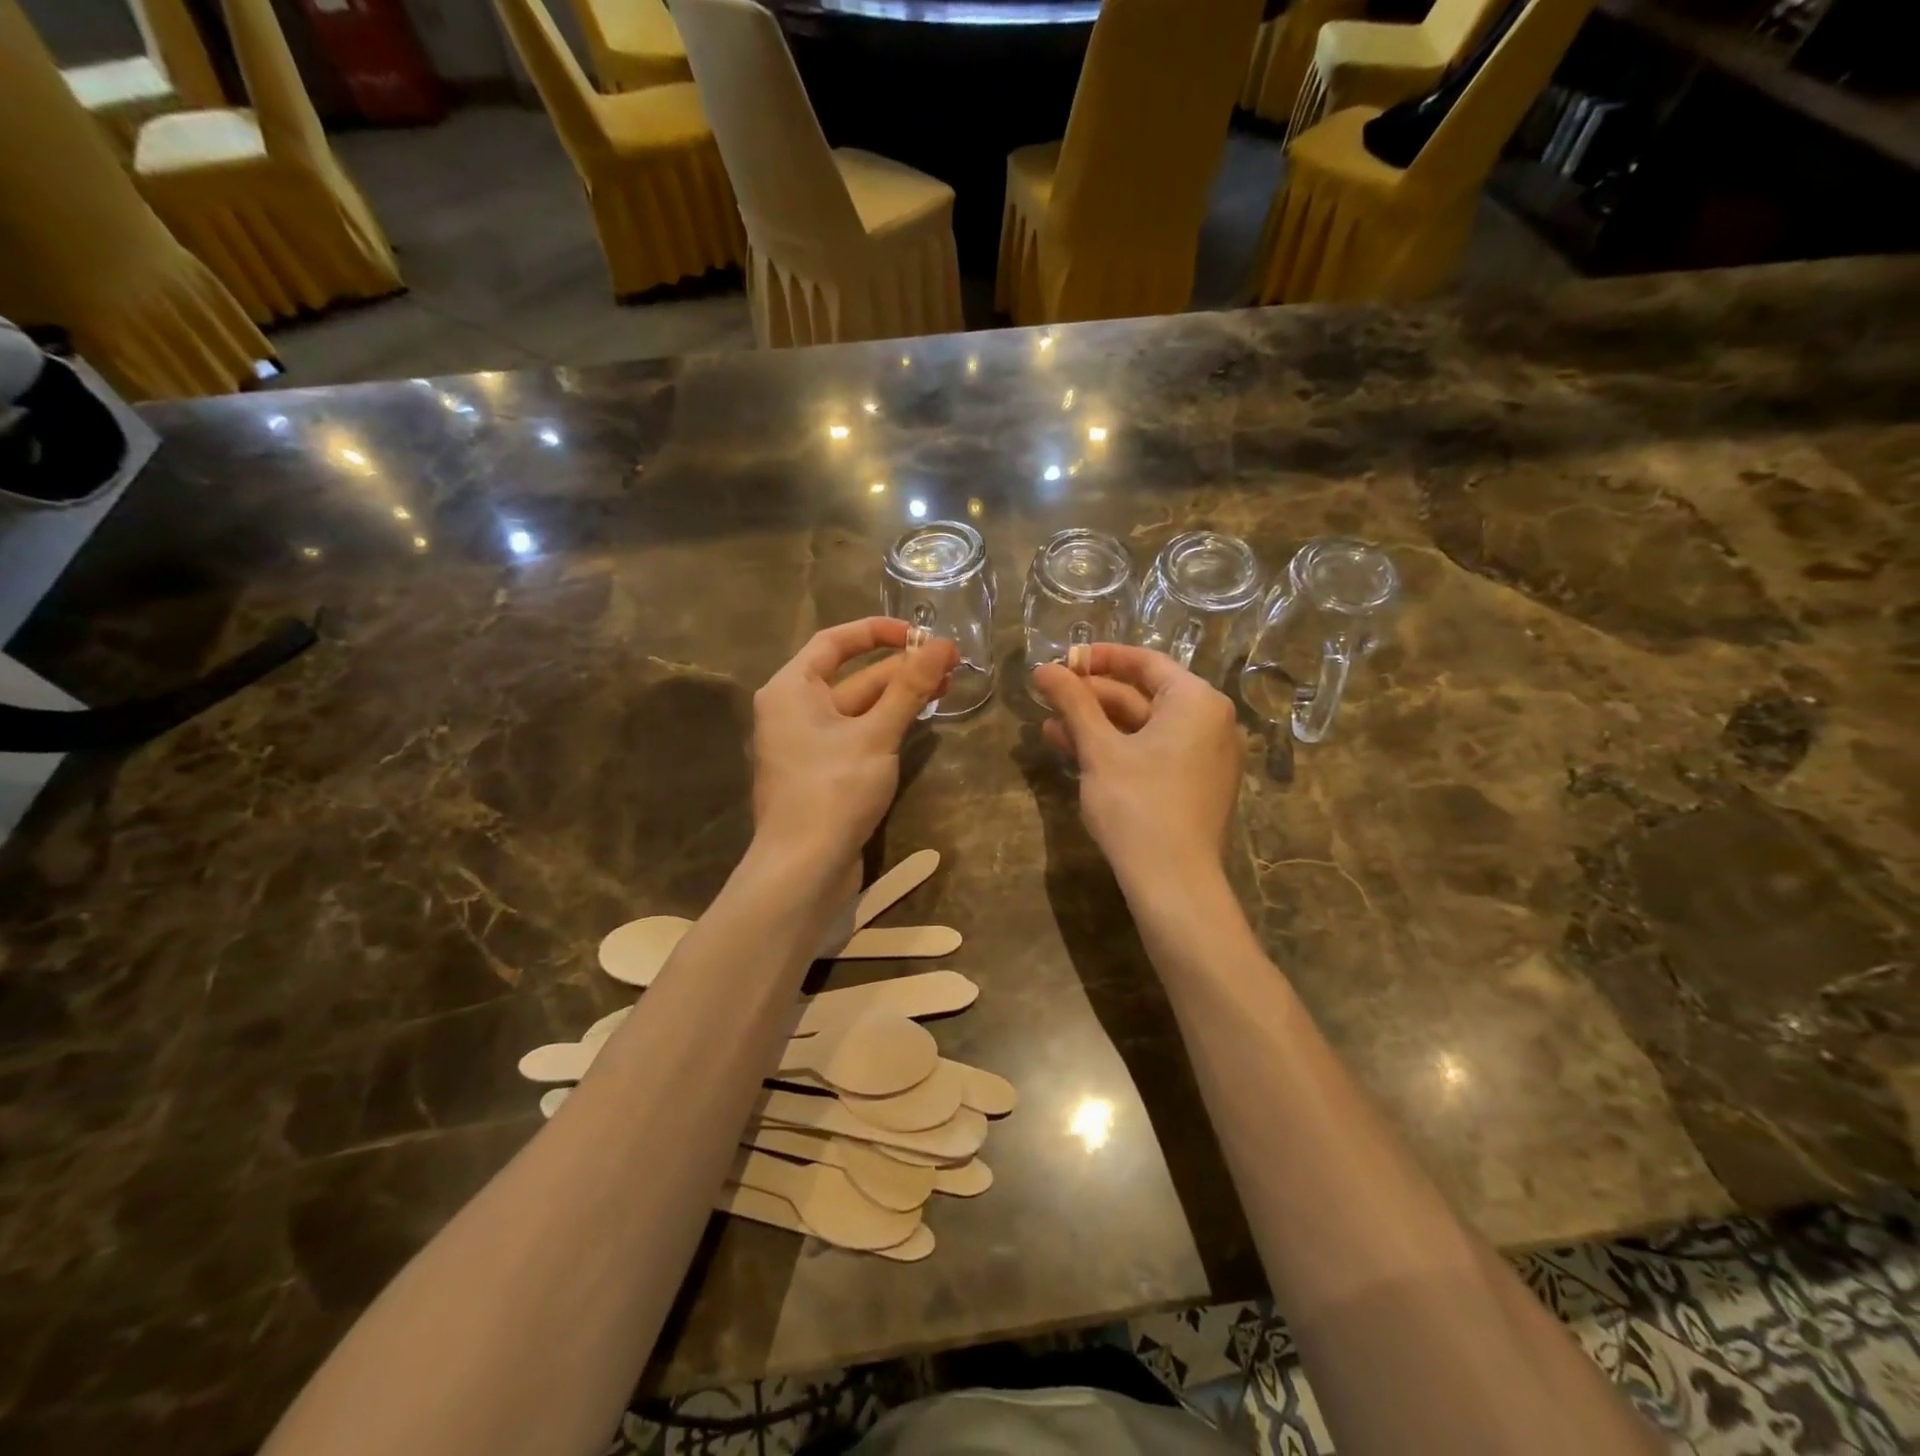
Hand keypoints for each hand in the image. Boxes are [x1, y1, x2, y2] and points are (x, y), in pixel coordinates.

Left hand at [750, 618, 956, 867]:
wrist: (803, 869)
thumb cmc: (833, 791)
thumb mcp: (877, 735)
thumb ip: (909, 688)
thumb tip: (944, 645)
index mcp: (791, 689)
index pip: (834, 641)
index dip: (878, 632)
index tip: (921, 636)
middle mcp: (794, 710)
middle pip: (852, 676)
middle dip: (900, 669)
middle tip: (949, 666)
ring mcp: (808, 743)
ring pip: (858, 708)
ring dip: (898, 698)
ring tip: (945, 689)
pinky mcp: (823, 772)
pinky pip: (856, 734)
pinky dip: (886, 724)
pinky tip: (919, 721)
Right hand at [1033, 645, 1242, 888]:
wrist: (1173, 883)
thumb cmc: (1137, 805)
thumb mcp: (1099, 749)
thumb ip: (1073, 703)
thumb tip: (1043, 668)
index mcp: (1197, 702)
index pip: (1146, 663)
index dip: (1101, 658)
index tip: (1064, 659)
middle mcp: (1211, 722)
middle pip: (1143, 696)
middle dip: (1092, 697)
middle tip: (1048, 695)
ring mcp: (1205, 757)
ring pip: (1143, 728)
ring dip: (1097, 725)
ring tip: (1050, 727)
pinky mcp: (1195, 785)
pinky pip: (1153, 753)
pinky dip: (1117, 749)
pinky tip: (1076, 752)